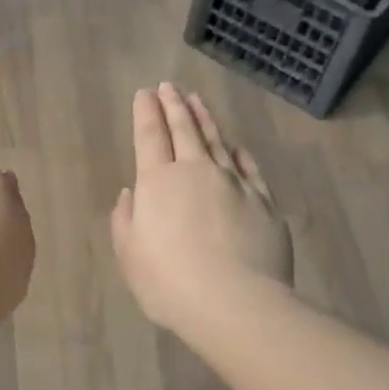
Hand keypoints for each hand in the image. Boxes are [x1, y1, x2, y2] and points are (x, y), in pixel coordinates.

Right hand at [111, 84, 291, 334]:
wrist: (236, 303)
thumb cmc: (170, 283)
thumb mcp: (130, 256)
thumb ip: (125, 220)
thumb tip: (131, 193)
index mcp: (158, 182)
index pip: (150, 136)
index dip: (146, 113)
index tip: (145, 93)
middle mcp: (197, 172)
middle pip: (184, 130)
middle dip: (174, 105)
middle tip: (169, 86)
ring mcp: (234, 183)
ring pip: (218, 141)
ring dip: (205, 118)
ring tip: (197, 101)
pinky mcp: (263, 201)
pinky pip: (249, 167)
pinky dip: (239, 152)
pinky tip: (236, 145)